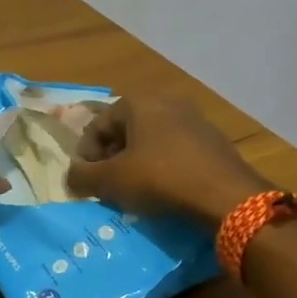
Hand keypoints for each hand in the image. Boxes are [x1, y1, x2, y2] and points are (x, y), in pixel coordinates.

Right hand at [65, 96, 271, 225]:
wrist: (225, 196)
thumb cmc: (160, 179)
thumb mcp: (111, 181)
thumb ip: (81, 176)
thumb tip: (71, 176)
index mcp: (138, 102)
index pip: (97, 125)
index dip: (85, 155)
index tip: (85, 181)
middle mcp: (166, 101)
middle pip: (124, 130)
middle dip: (110, 158)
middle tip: (106, 185)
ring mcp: (194, 119)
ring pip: (150, 140)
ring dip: (135, 163)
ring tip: (132, 190)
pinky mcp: (213, 140)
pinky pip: (174, 150)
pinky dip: (161, 166)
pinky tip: (162, 190)